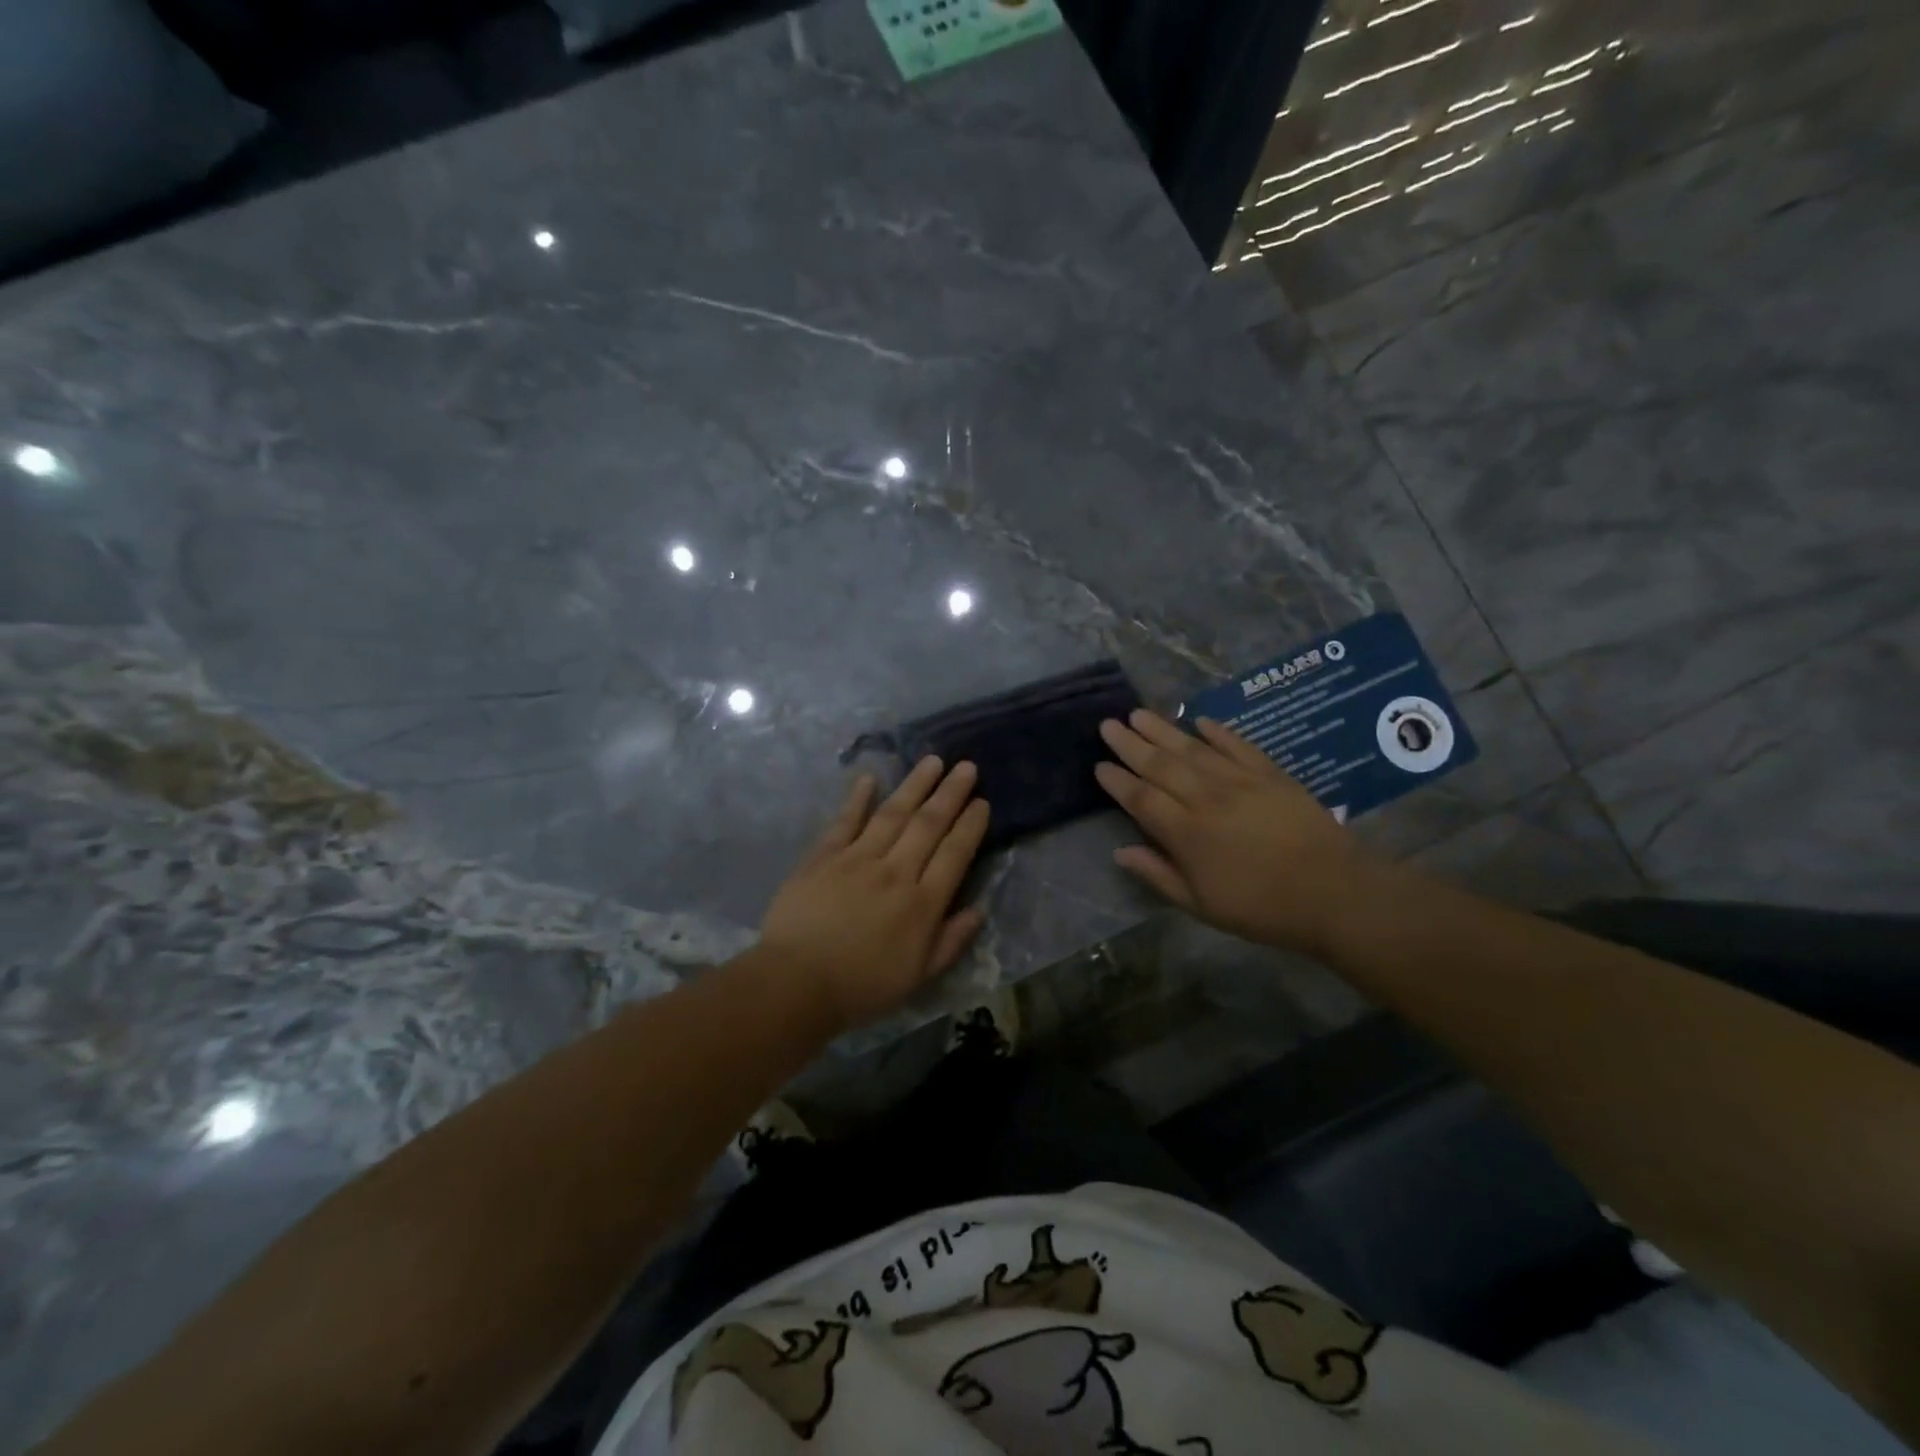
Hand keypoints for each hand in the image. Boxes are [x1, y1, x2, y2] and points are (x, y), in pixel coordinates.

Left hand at [760, 757, 990, 1033]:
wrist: (797, 984)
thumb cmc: (862, 986)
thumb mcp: (919, 976)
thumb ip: (951, 941)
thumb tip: (978, 910)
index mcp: (922, 903)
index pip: (955, 854)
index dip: (971, 825)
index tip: (982, 802)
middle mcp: (895, 872)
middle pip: (929, 824)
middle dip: (950, 793)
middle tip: (966, 766)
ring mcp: (857, 859)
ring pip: (893, 813)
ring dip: (914, 785)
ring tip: (932, 761)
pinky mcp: (823, 856)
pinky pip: (845, 821)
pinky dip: (858, 798)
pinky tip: (869, 777)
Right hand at [1095, 709, 1384, 954]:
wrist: (1333, 892)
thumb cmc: (1261, 907)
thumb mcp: (1201, 905)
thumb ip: (1158, 875)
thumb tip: (1120, 852)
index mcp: (1185, 833)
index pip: (1141, 798)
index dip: (1117, 781)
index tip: (1099, 765)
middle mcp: (1206, 798)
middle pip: (1160, 765)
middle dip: (1130, 744)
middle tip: (1108, 725)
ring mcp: (1239, 781)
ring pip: (1192, 749)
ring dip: (1163, 729)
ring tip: (1139, 713)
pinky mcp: (1270, 774)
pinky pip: (1237, 745)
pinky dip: (1217, 732)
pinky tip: (1200, 720)